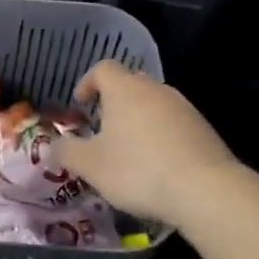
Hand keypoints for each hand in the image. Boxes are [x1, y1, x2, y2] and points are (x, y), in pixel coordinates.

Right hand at [57, 60, 240, 227]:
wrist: (205, 189)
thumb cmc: (138, 170)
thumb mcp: (91, 166)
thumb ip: (67, 152)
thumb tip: (53, 145)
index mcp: (124, 89)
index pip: (103, 68)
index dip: (88, 82)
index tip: (81, 103)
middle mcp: (155, 89)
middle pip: (130, 83)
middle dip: (115, 101)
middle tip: (103, 127)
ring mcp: (183, 107)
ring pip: (154, 103)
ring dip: (139, 119)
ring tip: (131, 149)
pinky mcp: (203, 128)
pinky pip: (174, 123)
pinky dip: (161, 135)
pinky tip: (159, 164)